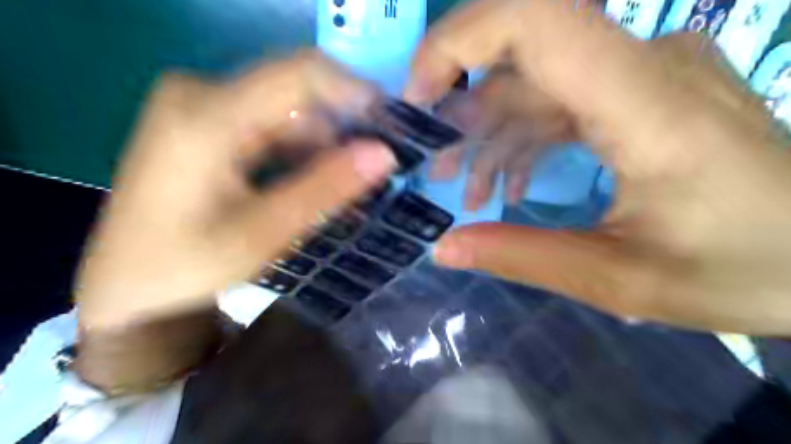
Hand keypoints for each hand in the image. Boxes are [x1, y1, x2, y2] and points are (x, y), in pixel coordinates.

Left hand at [77, 53, 391, 328]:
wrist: (128, 287)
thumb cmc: (187, 267)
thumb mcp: (265, 233)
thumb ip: (326, 188)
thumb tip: (384, 153)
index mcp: (206, 114)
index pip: (301, 73)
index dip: (355, 93)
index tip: (392, 129)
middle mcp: (201, 93)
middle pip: (297, 96)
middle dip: (340, 133)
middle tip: (372, 173)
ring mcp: (202, 106)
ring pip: (289, 114)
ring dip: (322, 148)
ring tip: (345, 188)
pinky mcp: (207, 123)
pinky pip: (271, 127)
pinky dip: (301, 153)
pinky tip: (313, 184)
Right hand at [405, 1, 789, 332]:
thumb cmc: (745, 271)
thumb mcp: (621, 280)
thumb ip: (525, 258)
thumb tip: (444, 248)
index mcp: (645, 104)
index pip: (536, 20)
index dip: (459, 42)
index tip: (418, 98)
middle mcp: (644, 68)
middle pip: (523, 57)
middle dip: (462, 108)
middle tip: (433, 165)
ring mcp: (644, 78)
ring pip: (536, 88)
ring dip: (489, 135)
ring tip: (464, 191)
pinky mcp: (641, 98)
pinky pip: (561, 106)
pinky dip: (522, 141)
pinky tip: (504, 186)